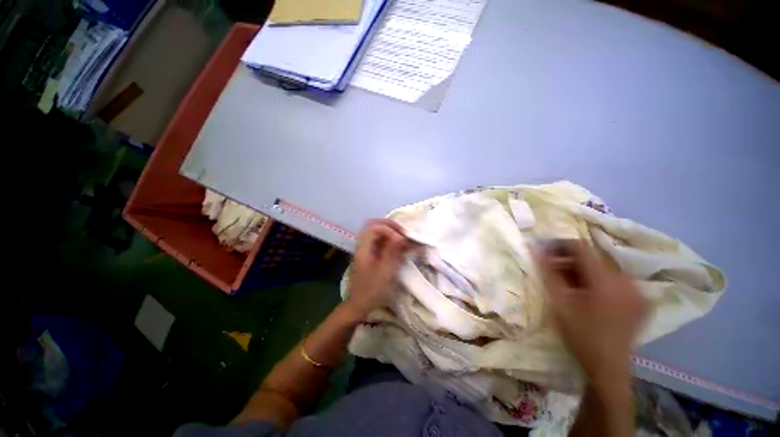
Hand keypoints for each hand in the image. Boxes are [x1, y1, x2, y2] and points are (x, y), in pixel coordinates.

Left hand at [345, 219, 411, 319]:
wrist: (360, 305)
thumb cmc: (372, 290)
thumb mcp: (385, 271)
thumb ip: (392, 251)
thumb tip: (401, 236)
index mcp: (364, 248)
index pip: (374, 227)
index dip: (389, 228)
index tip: (402, 238)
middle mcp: (363, 245)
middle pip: (375, 226)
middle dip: (391, 227)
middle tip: (405, 233)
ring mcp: (367, 249)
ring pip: (378, 233)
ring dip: (392, 232)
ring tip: (405, 239)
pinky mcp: (371, 255)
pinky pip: (381, 241)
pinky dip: (391, 240)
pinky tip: (400, 246)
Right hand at [535, 240, 647, 397]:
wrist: (608, 367)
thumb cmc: (580, 335)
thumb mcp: (559, 303)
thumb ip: (548, 272)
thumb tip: (534, 248)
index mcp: (607, 282)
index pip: (582, 248)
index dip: (561, 245)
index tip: (545, 250)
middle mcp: (628, 281)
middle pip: (594, 257)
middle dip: (570, 259)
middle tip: (552, 268)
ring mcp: (637, 290)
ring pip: (604, 267)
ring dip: (583, 269)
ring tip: (568, 281)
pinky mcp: (640, 298)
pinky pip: (615, 277)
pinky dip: (597, 278)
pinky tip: (586, 290)